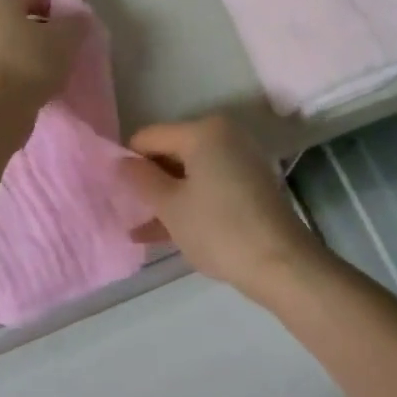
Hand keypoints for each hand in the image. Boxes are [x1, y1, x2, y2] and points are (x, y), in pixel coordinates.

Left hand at [0, 0, 87, 117]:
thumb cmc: (31, 62)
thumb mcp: (66, 38)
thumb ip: (76, 24)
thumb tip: (77, 19)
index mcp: (1, 2)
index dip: (57, 8)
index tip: (73, 27)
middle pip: (20, 19)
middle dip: (43, 30)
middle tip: (64, 47)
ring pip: (11, 43)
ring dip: (31, 51)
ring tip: (53, 68)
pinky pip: (4, 64)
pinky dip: (19, 69)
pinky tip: (35, 83)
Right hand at [117, 116, 326, 301]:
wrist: (282, 264)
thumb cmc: (219, 229)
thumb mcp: (171, 206)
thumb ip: (141, 180)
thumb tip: (119, 162)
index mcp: (203, 131)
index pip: (150, 136)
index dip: (128, 161)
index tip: (113, 190)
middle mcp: (224, 136)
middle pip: (172, 152)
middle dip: (149, 181)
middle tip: (125, 210)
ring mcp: (240, 161)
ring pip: (190, 174)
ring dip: (166, 198)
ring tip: (138, 228)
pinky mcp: (250, 186)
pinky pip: (208, 187)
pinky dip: (189, 204)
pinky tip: (163, 234)